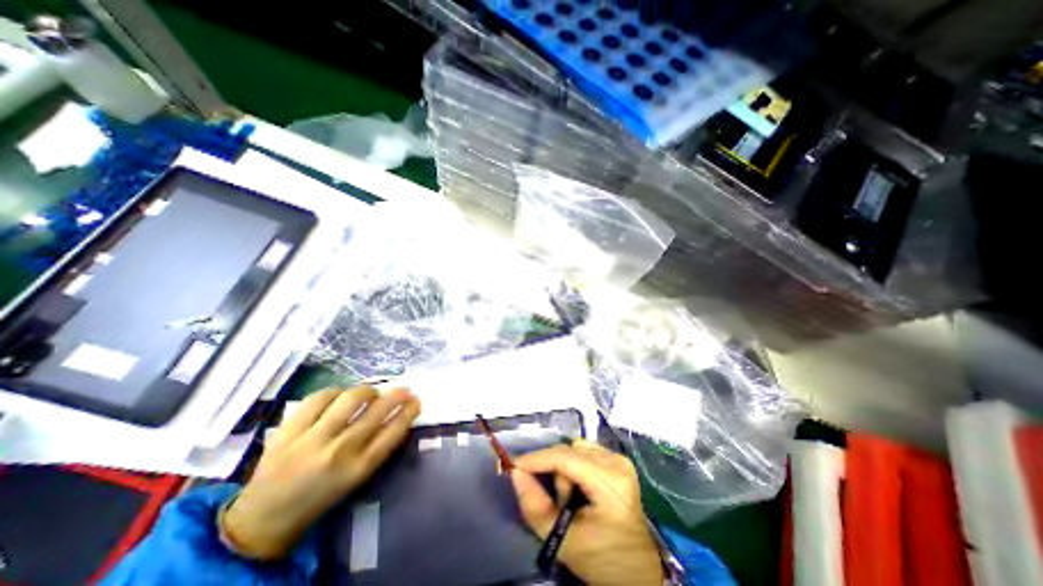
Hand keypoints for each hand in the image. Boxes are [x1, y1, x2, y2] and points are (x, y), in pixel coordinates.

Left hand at [219, 386, 417, 560]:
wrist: (265, 517)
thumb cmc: (322, 495)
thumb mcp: (357, 477)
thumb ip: (378, 446)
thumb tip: (398, 414)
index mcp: (358, 468)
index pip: (393, 431)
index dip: (409, 411)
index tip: (416, 401)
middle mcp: (339, 452)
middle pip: (376, 411)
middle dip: (396, 395)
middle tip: (403, 389)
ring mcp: (312, 439)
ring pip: (350, 398)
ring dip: (367, 391)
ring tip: (369, 394)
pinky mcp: (289, 430)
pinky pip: (320, 397)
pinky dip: (335, 391)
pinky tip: (339, 396)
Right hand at [509, 439, 663, 585]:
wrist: (635, 570)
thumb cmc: (602, 559)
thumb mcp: (564, 540)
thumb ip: (535, 506)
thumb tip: (516, 473)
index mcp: (611, 482)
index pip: (566, 458)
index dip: (538, 459)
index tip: (514, 466)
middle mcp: (617, 462)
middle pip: (570, 451)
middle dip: (554, 471)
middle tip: (556, 500)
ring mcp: (619, 459)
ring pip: (575, 449)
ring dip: (564, 469)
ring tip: (570, 498)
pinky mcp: (617, 460)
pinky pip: (583, 452)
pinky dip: (573, 466)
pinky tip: (578, 488)